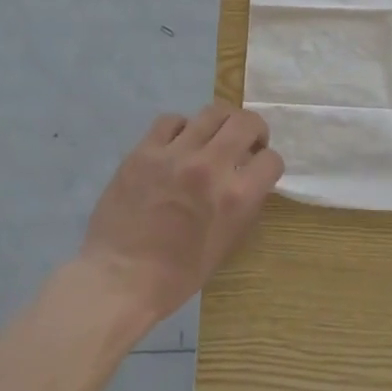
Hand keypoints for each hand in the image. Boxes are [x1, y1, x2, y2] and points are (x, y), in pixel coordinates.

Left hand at [78, 104, 282, 327]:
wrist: (120, 278)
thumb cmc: (178, 274)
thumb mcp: (227, 244)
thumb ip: (244, 205)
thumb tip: (248, 179)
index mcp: (236, 197)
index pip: (271, 159)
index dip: (268, 164)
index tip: (258, 170)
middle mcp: (210, 167)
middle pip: (246, 122)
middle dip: (254, 130)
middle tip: (246, 142)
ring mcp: (175, 154)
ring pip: (211, 112)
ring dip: (221, 123)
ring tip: (213, 137)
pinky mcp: (144, 151)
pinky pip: (171, 120)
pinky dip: (181, 128)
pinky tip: (178, 143)